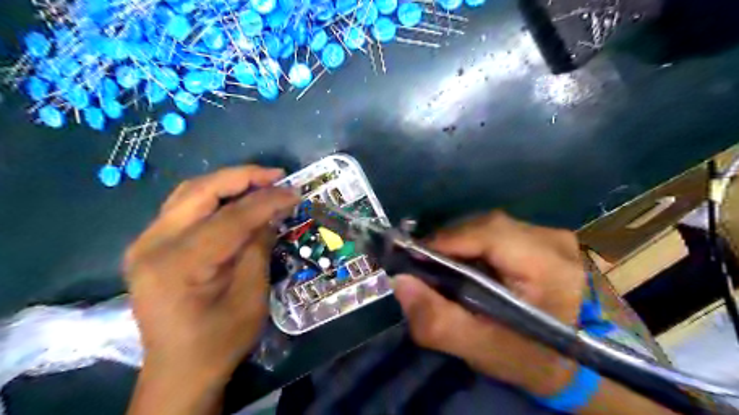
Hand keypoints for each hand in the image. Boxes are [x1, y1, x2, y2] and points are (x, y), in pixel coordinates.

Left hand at [125, 166, 297, 401]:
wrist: (179, 369)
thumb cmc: (220, 340)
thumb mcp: (251, 297)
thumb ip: (258, 247)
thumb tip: (272, 212)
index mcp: (178, 265)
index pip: (230, 218)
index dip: (267, 201)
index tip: (295, 192)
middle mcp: (152, 245)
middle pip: (200, 192)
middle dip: (243, 178)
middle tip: (277, 175)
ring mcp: (146, 243)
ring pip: (189, 193)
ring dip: (228, 182)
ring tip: (262, 181)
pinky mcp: (151, 245)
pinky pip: (184, 207)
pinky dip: (215, 197)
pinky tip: (237, 198)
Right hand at [396, 212, 585, 397]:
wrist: (572, 363)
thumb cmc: (528, 359)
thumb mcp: (480, 348)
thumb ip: (437, 321)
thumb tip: (400, 281)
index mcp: (549, 267)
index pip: (489, 234)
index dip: (446, 241)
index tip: (413, 257)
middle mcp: (554, 241)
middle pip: (486, 226)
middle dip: (449, 242)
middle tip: (424, 264)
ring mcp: (552, 236)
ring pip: (489, 226)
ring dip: (460, 242)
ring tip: (442, 265)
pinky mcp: (544, 238)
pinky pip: (497, 232)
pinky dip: (474, 244)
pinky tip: (467, 264)